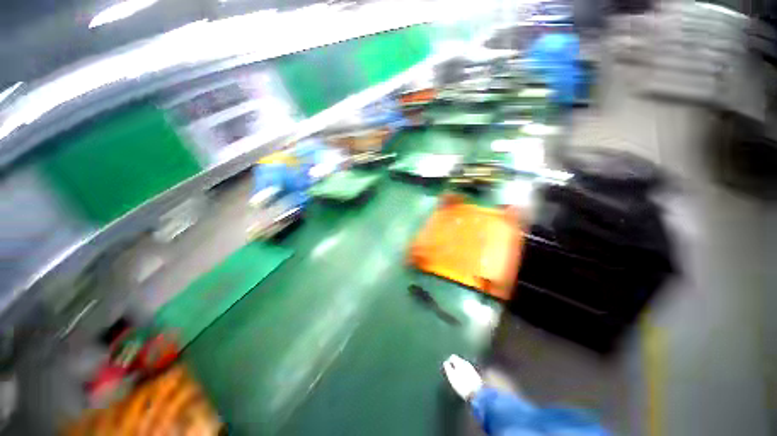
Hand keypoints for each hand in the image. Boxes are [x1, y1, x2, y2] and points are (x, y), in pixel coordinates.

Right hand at [442, 354, 483, 400]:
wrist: (478, 394)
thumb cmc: (462, 384)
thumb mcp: (452, 376)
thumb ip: (448, 368)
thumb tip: (445, 362)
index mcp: (460, 362)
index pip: (452, 357)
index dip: (448, 361)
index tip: (446, 369)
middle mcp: (466, 363)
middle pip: (458, 361)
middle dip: (454, 365)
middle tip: (451, 373)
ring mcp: (472, 369)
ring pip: (463, 366)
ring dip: (459, 369)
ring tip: (457, 378)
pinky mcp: (476, 375)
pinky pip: (468, 371)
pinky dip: (464, 373)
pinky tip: (464, 381)